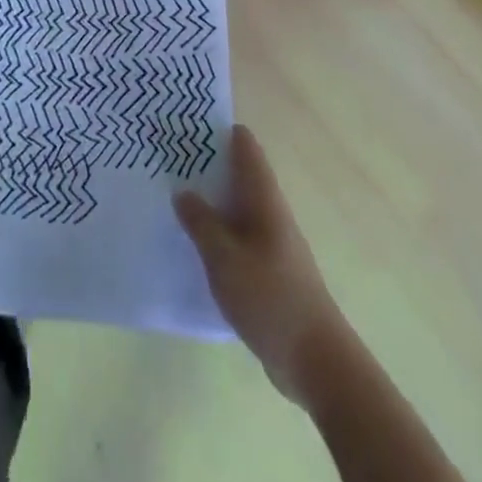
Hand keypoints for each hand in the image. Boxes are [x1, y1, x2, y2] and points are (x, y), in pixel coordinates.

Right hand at [175, 125, 347, 408]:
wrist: (316, 360)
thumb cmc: (271, 298)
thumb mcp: (225, 257)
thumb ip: (201, 222)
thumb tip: (183, 191)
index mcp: (264, 198)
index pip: (245, 147)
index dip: (218, 129)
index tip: (186, 121)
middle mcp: (270, 212)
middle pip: (238, 173)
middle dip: (206, 162)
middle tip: (166, 154)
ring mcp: (270, 242)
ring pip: (235, 206)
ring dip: (209, 198)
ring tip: (170, 192)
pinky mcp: (267, 270)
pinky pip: (236, 236)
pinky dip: (215, 230)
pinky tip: (191, 242)